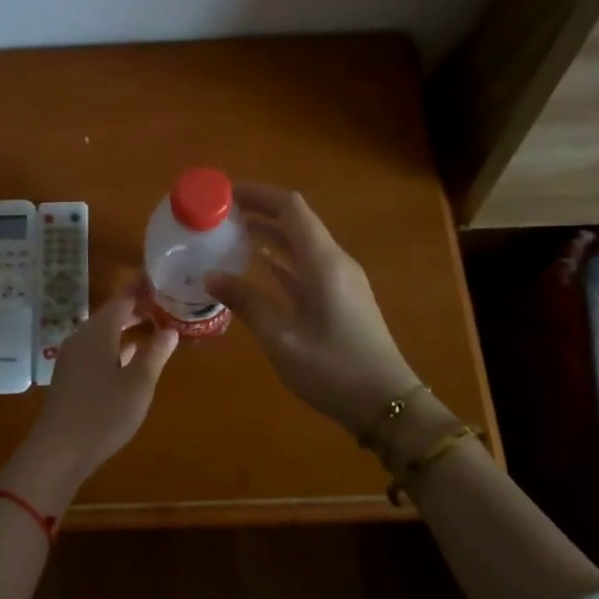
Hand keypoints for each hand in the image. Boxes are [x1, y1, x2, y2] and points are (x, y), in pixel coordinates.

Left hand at [0, 276, 178, 510]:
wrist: (58, 451)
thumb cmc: (103, 413)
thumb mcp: (138, 384)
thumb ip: (155, 353)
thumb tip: (170, 330)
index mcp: (98, 331)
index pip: (123, 298)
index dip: (142, 287)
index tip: (161, 277)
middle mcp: (82, 336)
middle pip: (112, 313)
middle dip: (138, 307)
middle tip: (166, 303)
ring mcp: (73, 356)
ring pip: (104, 331)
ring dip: (128, 327)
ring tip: (155, 327)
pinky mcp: (70, 375)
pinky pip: (96, 348)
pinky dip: (116, 345)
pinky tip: (131, 356)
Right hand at [205, 183, 419, 435]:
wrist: (387, 406)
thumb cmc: (334, 370)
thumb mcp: (282, 339)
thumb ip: (247, 303)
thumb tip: (211, 275)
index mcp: (323, 262)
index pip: (290, 208)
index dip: (258, 194)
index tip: (225, 193)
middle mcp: (334, 261)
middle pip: (296, 219)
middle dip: (259, 210)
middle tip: (220, 212)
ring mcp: (340, 279)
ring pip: (301, 241)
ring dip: (269, 232)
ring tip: (230, 233)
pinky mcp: (341, 296)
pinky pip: (307, 263)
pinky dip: (281, 257)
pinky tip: (257, 263)